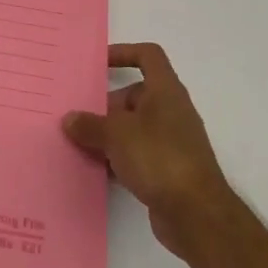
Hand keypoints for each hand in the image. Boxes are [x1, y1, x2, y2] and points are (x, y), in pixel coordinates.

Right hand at [63, 43, 239, 259]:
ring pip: (134, 127)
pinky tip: (96, 169)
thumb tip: (70, 119)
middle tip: (77, 116)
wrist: (196, 214)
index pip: (148, 56)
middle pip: (134, 95)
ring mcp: (171, 141)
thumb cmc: (158, 158)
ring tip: (78, 143)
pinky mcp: (168, 169)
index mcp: (165, 91)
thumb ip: (90, 125)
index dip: (123, 53)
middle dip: (105, 104)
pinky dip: (118, 158)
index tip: (97, 64)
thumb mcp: (116, 135)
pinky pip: (137, 154)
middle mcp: (171, 111)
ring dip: (108, 134)